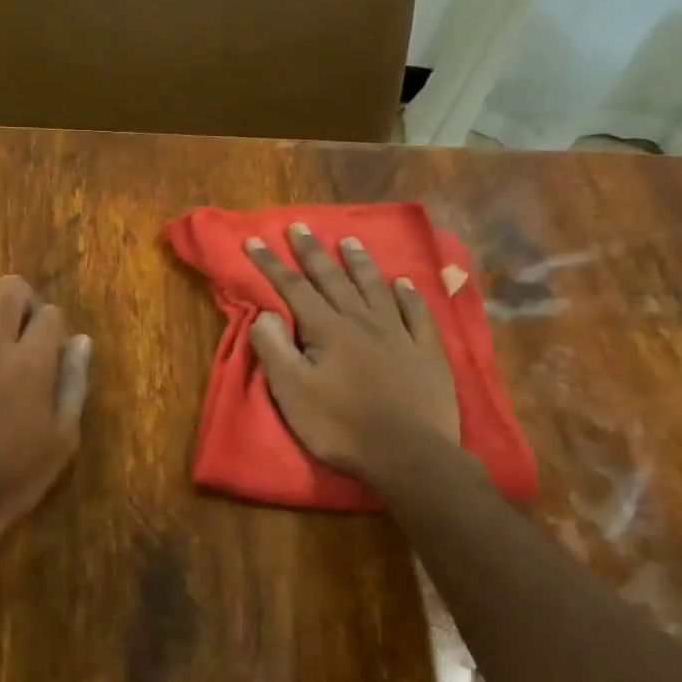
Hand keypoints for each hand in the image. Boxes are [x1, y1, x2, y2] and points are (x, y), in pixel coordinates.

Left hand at [0, 275, 92, 552]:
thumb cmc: (12, 478)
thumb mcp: (62, 441)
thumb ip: (74, 384)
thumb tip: (81, 341)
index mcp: (31, 363)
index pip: (49, 314)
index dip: (54, 326)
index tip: (50, 348)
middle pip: (7, 290)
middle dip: (22, 300)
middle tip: (21, 328)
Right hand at [245, 224, 462, 484]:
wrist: (409, 454)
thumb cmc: (342, 427)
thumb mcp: (293, 393)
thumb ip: (275, 349)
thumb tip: (264, 313)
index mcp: (328, 330)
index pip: (293, 288)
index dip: (271, 265)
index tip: (254, 241)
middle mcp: (363, 321)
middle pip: (333, 279)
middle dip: (312, 252)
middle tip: (299, 227)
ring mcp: (399, 334)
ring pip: (375, 288)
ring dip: (359, 263)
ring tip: (350, 241)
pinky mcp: (426, 352)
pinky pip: (416, 313)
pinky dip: (408, 295)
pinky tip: (402, 283)